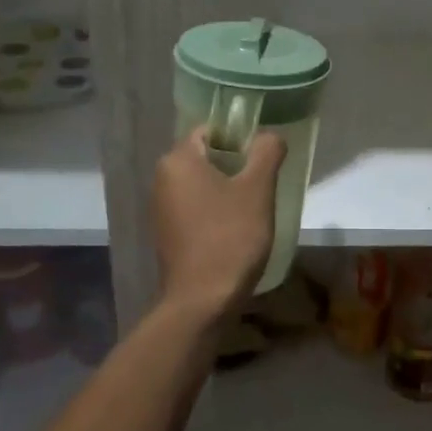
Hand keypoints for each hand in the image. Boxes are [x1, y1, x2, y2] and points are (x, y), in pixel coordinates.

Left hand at [152, 127, 285, 320]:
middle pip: (205, 157)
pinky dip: (215, 211)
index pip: (210, 130)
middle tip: (263, 184)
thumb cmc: (230, 237)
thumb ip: (266, 152)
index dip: (239, 138)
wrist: (202, 300)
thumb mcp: (258, 190)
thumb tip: (269, 136)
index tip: (263, 158)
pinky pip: (195, 208)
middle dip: (235, 166)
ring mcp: (161, 208)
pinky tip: (236, 230)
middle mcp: (162, 179)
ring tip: (253, 208)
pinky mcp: (167, 233)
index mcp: (177, 160)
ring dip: (227, 190)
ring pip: (201, 184)